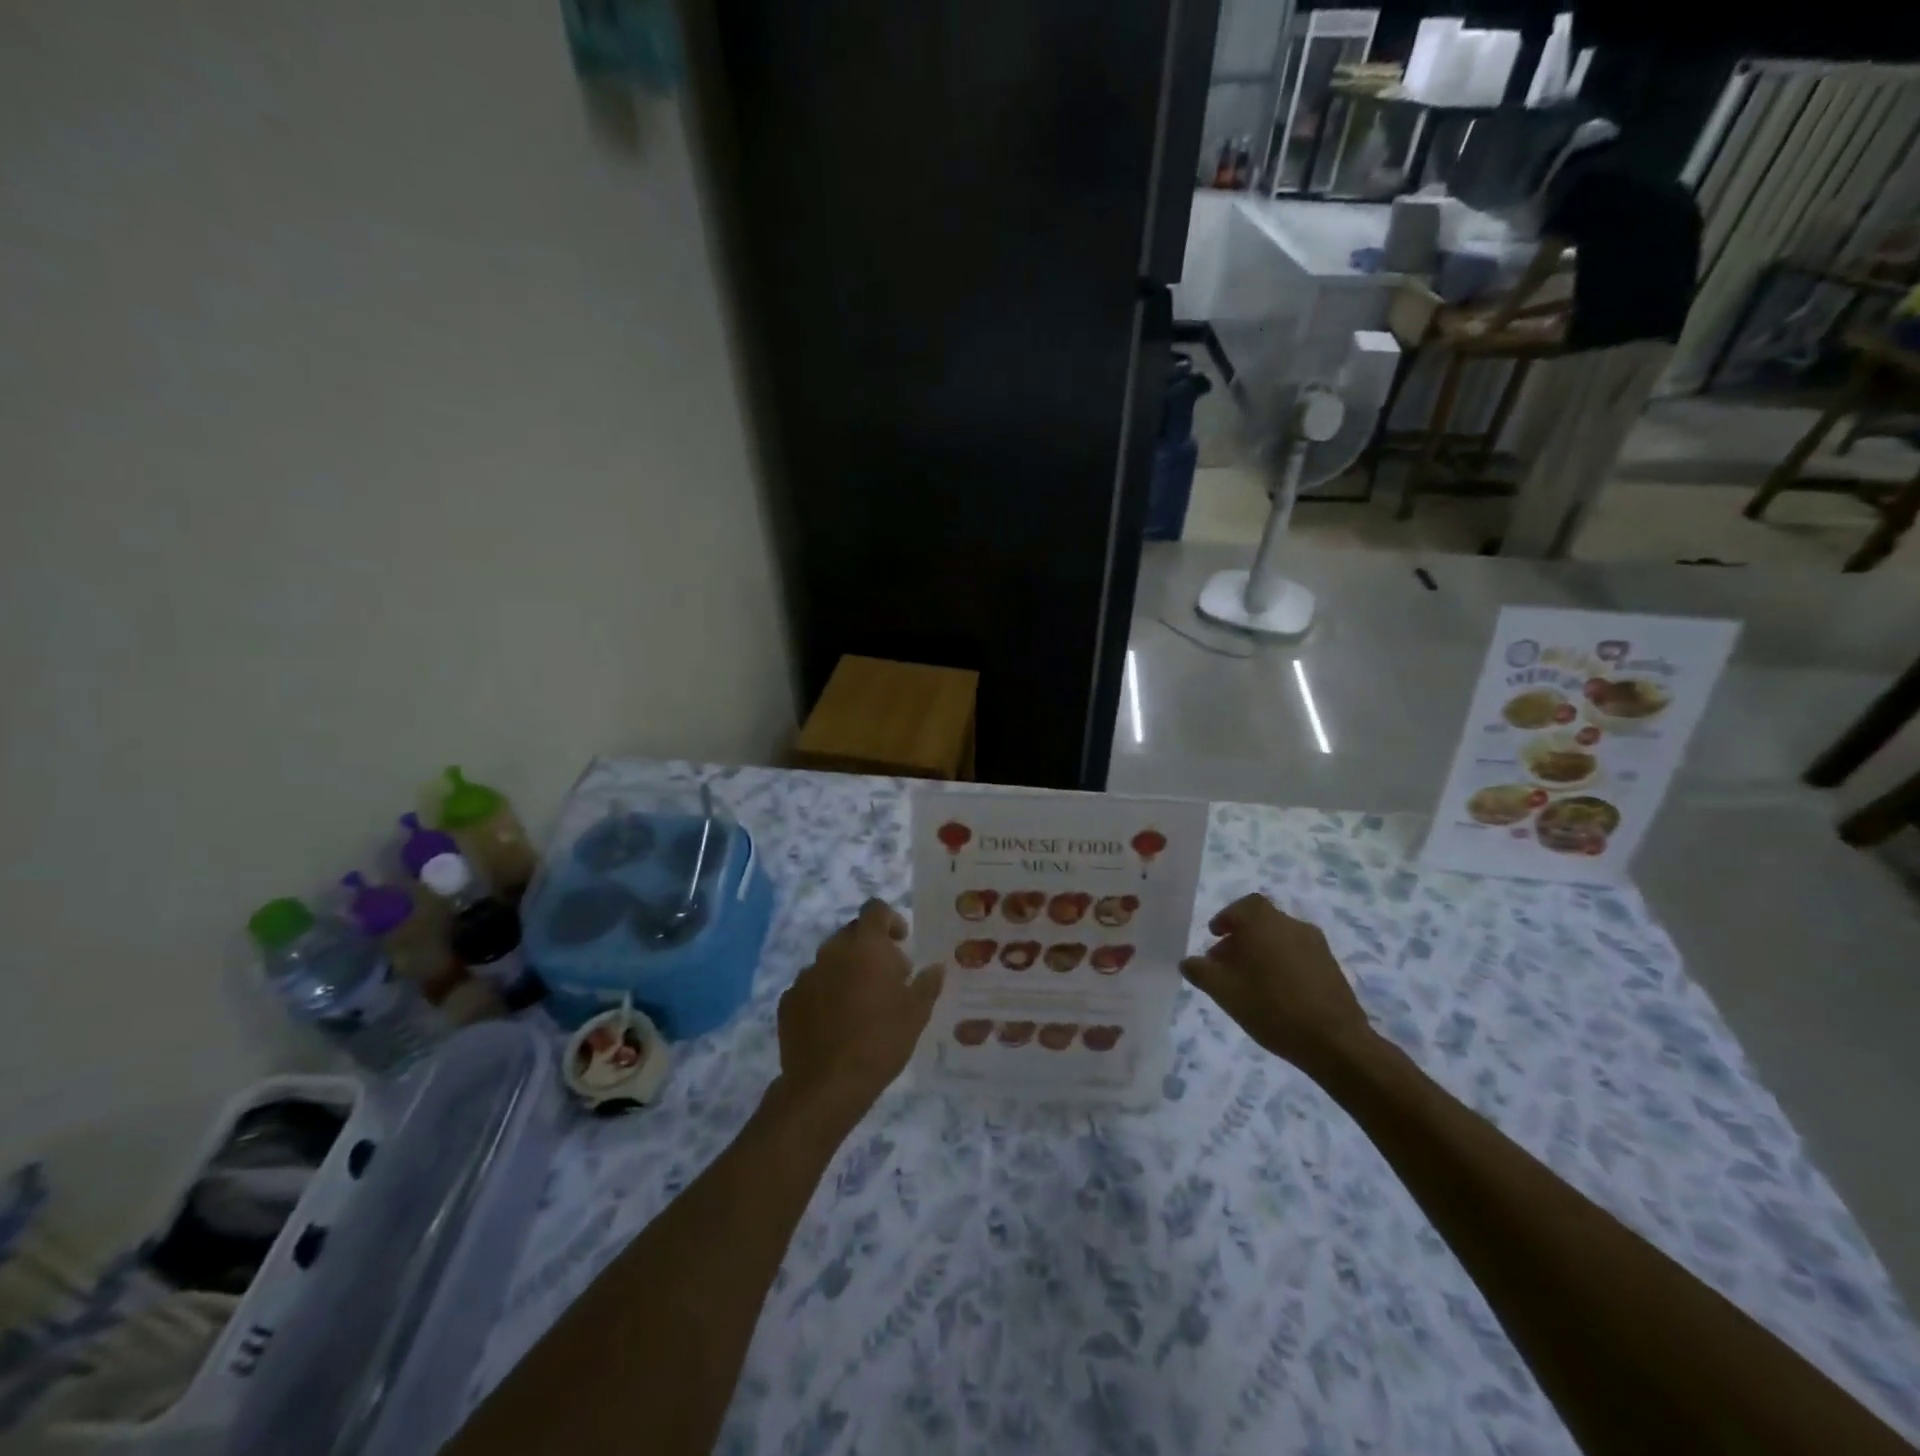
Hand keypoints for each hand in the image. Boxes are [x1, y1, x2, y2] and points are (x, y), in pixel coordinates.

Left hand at [776, 899, 943, 1124]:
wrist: (827, 1085)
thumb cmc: (881, 1041)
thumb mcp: (917, 1013)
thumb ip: (927, 983)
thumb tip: (935, 967)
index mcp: (865, 946)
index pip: (875, 909)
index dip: (890, 919)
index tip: (901, 942)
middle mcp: (832, 951)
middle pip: (852, 933)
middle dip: (870, 947)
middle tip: (887, 977)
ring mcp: (806, 975)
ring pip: (830, 960)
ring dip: (846, 971)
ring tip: (860, 1004)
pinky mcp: (788, 1001)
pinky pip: (811, 986)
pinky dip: (824, 994)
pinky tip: (835, 1022)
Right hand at [1180, 894, 1375, 1075]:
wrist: (1335, 1041)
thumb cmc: (1272, 1008)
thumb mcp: (1224, 992)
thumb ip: (1201, 972)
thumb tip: (1188, 961)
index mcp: (1264, 923)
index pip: (1243, 906)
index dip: (1227, 917)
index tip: (1215, 935)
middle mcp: (1291, 925)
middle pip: (1261, 922)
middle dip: (1241, 938)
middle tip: (1226, 964)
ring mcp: (1316, 945)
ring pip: (1280, 938)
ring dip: (1262, 950)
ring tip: (1250, 981)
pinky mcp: (1331, 966)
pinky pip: (1298, 954)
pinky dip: (1282, 963)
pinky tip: (1276, 992)